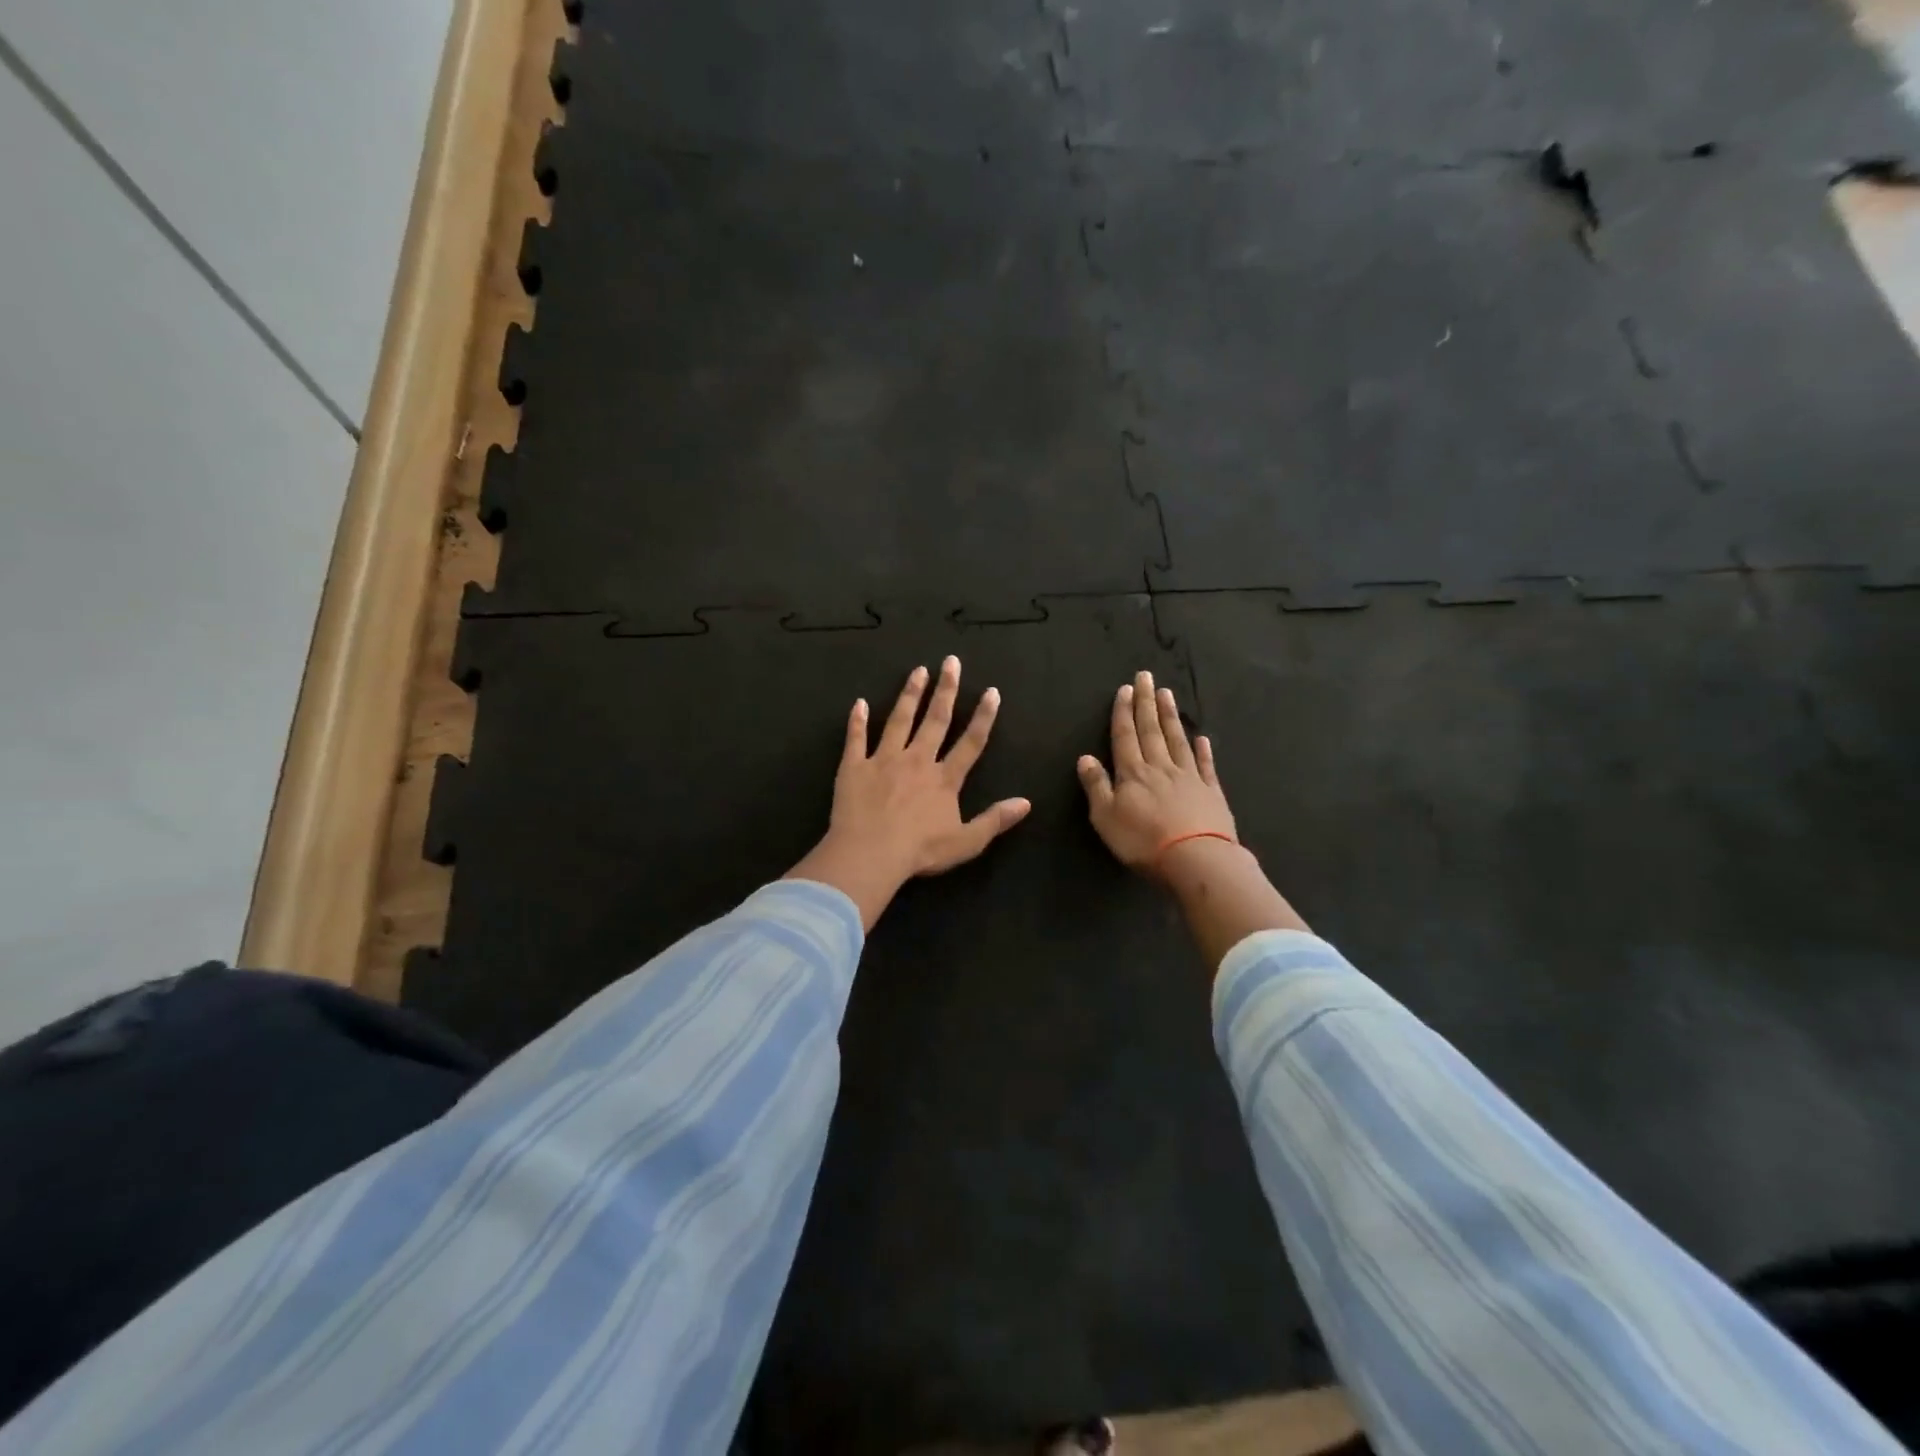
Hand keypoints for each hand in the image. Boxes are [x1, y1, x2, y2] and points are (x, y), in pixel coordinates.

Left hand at [788, 657, 1030, 927]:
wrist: (870, 854)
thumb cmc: (920, 851)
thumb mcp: (966, 842)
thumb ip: (995, 820)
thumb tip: (1026, 803)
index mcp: (944, 779)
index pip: (970, 742)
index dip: (984, 717)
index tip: (991, 691)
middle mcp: (917, 761)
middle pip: (935, 720)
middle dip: (946, 690)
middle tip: (951, 662)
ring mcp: (883, 760)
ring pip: (899, 720)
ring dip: (910, 694)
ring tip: (918, 671)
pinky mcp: (854, 767)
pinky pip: (856, 739)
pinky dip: (857, 721)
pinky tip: (859, 703)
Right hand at [1077, 670, 1236, 875]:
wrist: (1196, 859)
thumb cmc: (1143, 841)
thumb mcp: (1106, 817)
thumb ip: (1096, 786)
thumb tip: (1085, 757)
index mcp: (1133, 773)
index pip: (1125, 736)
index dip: (1123, 712)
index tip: (1125, 689)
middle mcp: (1160, 767)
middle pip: (1151, 730)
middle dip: (1146, 703)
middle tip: (1146, 677)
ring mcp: (1189, 778)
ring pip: (1177, 740)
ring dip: (1171, 716)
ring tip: (1167, 694)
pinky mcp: (1211, 793)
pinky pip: (1205, 765)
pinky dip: (1203, 750)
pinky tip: (1201, 737)